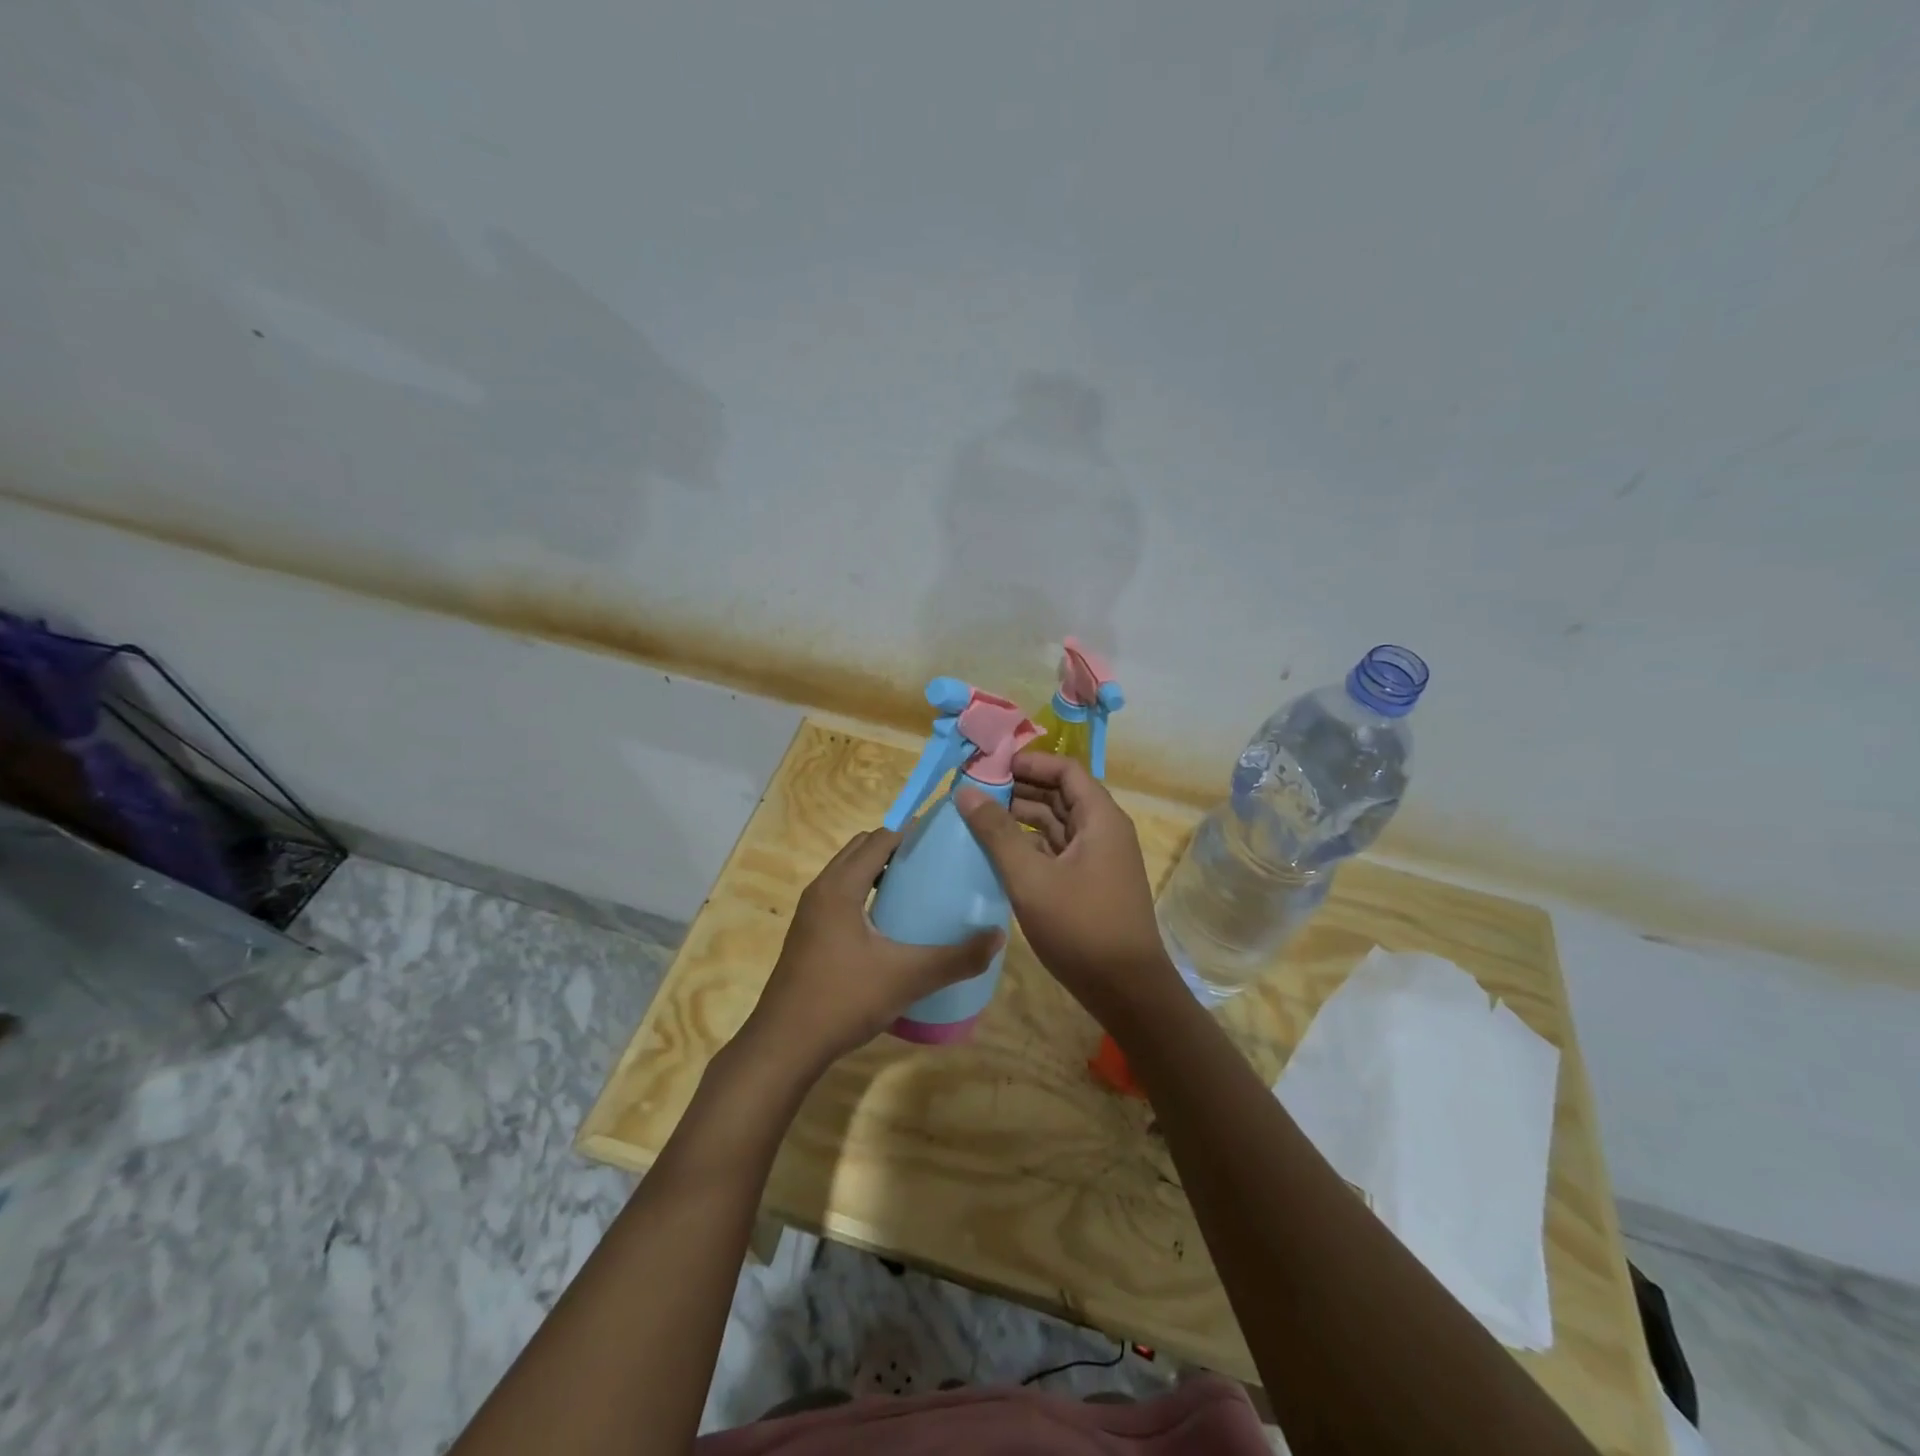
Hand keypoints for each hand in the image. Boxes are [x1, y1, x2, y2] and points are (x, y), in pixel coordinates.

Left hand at [743, 827, 1003, 1075]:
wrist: (785, 1046)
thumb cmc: (843, 1000)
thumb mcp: (907, 978)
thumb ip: (956, 958)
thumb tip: (998, 936)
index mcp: (840, 887)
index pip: (878, 840)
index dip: (910, 834)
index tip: (943, 841)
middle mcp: (821, 890)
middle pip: (860, 851)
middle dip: (895, 850)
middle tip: (933, 865)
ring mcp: (810, 914)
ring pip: (847, 875)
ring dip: (878, 872)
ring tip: (916, 891)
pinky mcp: (808, 936)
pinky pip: (840, 897)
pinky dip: (864, 895)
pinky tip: (890, 926)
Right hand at [955, 752, 1174, 1015]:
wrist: (1127, 990)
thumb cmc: (1081, 926)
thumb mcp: (1031, 877)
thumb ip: (997, 832)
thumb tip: (966, 791)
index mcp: (1100, 818)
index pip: (1066, 770)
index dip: (1030, 762)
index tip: (991, 766)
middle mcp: (1104, 831)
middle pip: (1061, 794)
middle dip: (1020, 789)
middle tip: (976, 791)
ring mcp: (1098, 859)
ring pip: (1058, 824)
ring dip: (1022, 818)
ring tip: (979, 818)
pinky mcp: (1090, 883)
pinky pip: (1058, 850)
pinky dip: (1031, 845)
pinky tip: (999, 853)